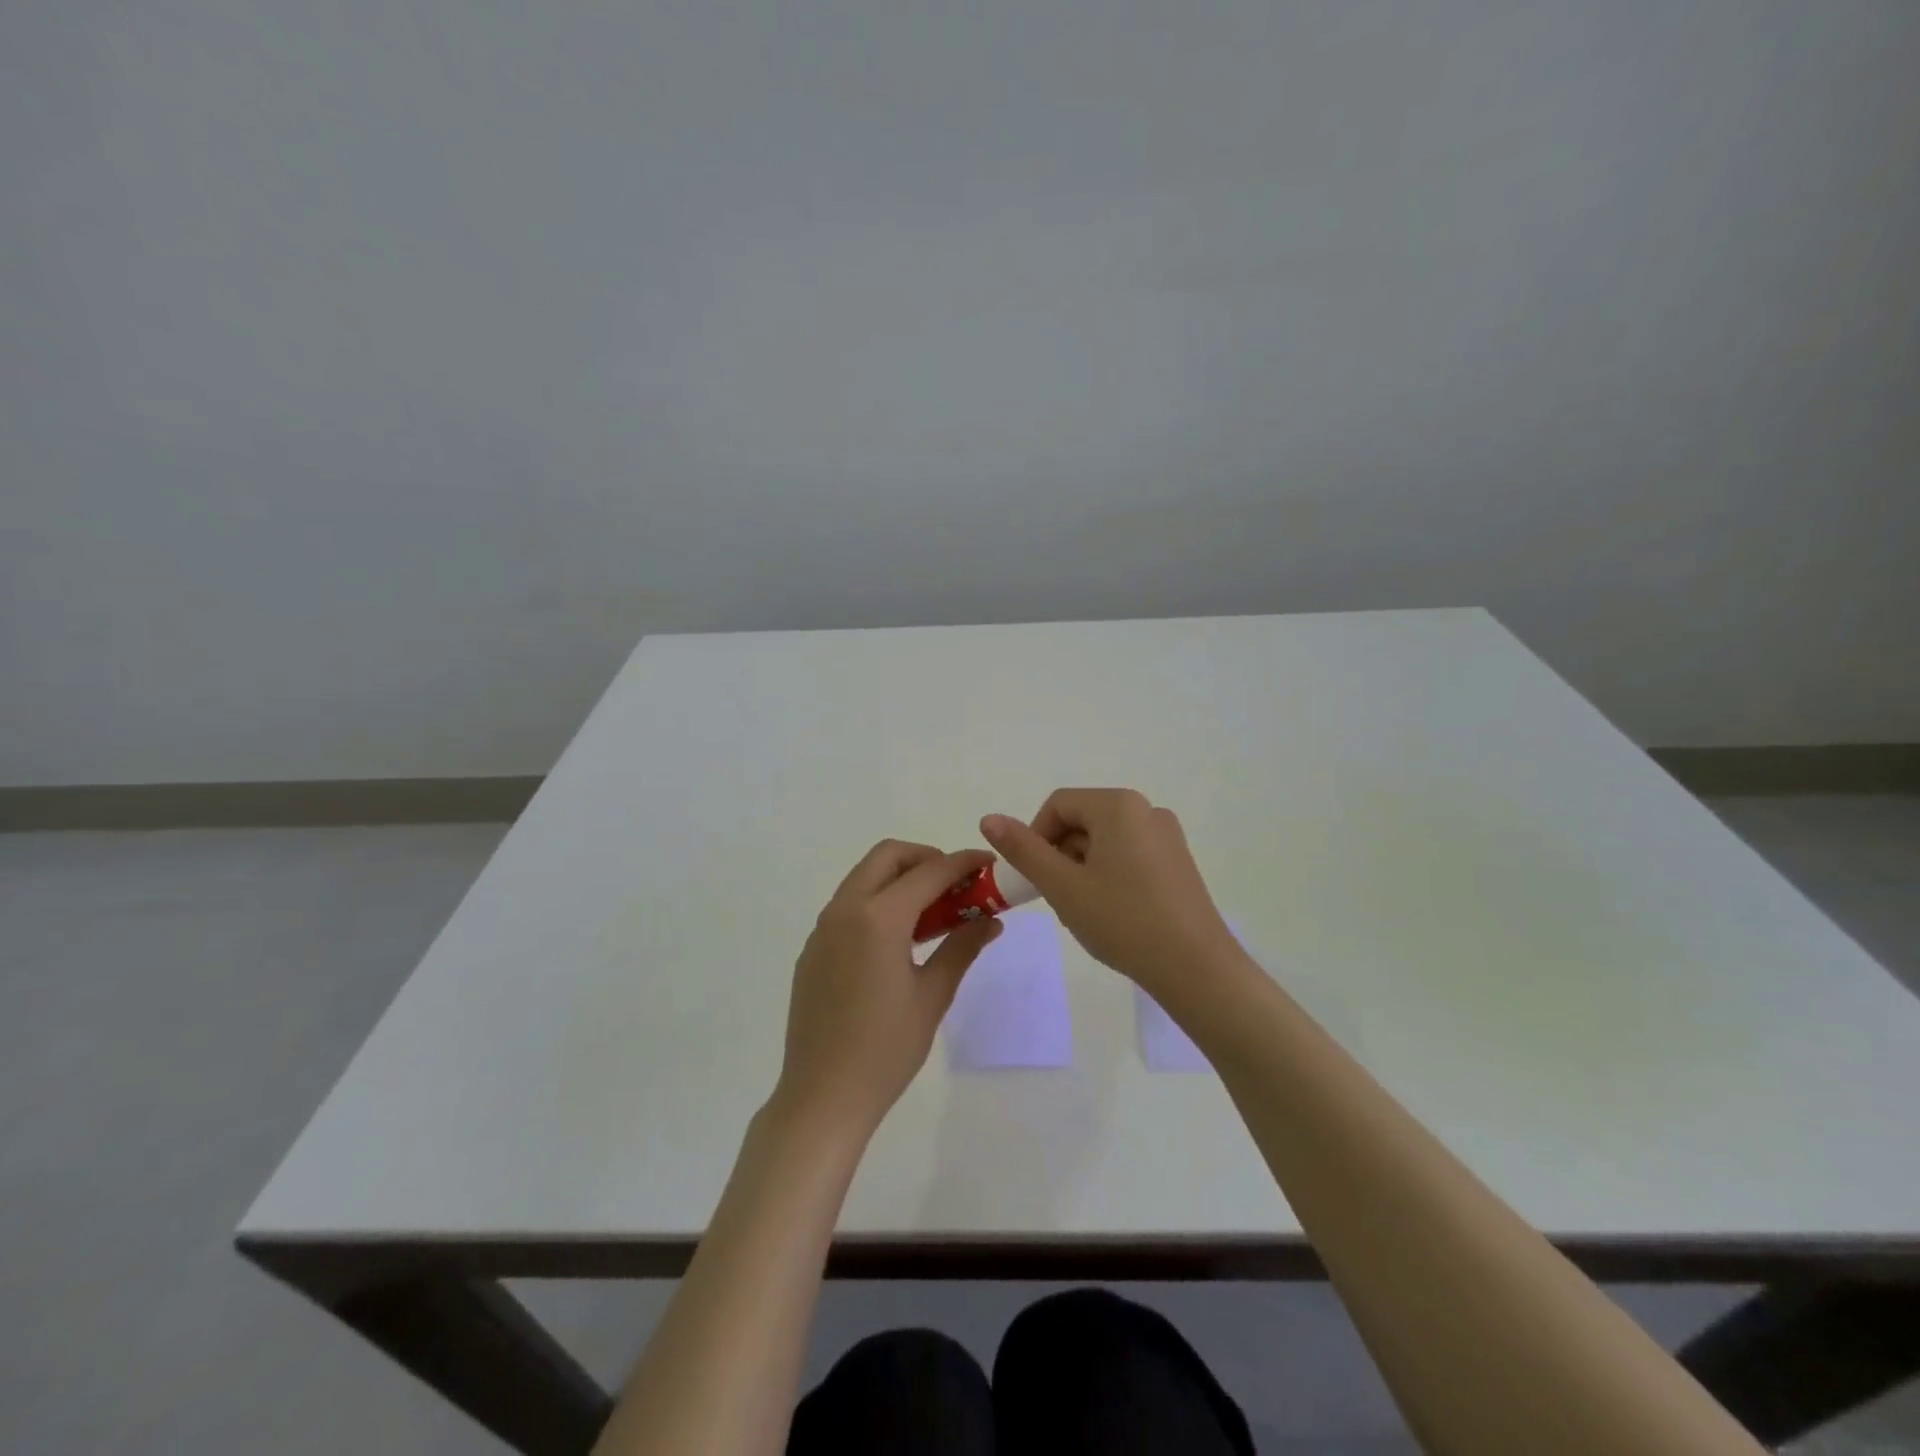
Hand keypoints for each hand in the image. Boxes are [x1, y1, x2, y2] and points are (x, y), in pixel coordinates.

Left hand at [773, 840, 1002, 1141]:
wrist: (822, 1097)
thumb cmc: (885, 1049)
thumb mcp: (932, 996)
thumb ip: (961, 948)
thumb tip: (991, 921)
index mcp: (878, 918)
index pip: (928, 872)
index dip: (962, 863)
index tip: (988, 864)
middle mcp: (845, 910)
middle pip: (887, 857)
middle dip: (925, 858)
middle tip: (955, 885)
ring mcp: (823, 929)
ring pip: (864, 878)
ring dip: (900, 879)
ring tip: (932, 913)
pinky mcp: (813, 950)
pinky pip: (848, 906)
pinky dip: (877, 902)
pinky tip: (897, 941)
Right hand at [980, 789, 1239, 1000]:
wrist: (1196, 968)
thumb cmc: (1122, 921)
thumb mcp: (1062, 886)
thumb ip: (1023, 849)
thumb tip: (988, 818)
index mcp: (1118, 805)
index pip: (1058, 805)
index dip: (1036, 838)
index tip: (1036, 879)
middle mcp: (1146, 809)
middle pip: (1083, 820)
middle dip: (1061, 855)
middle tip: (1059, 899)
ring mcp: (1167, 835)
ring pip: (1105, 841)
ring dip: (1083, 868)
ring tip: (1087, 911)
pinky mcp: (1178, 861)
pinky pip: (1130, 855)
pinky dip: (1110, 875)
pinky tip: (1114, 913)